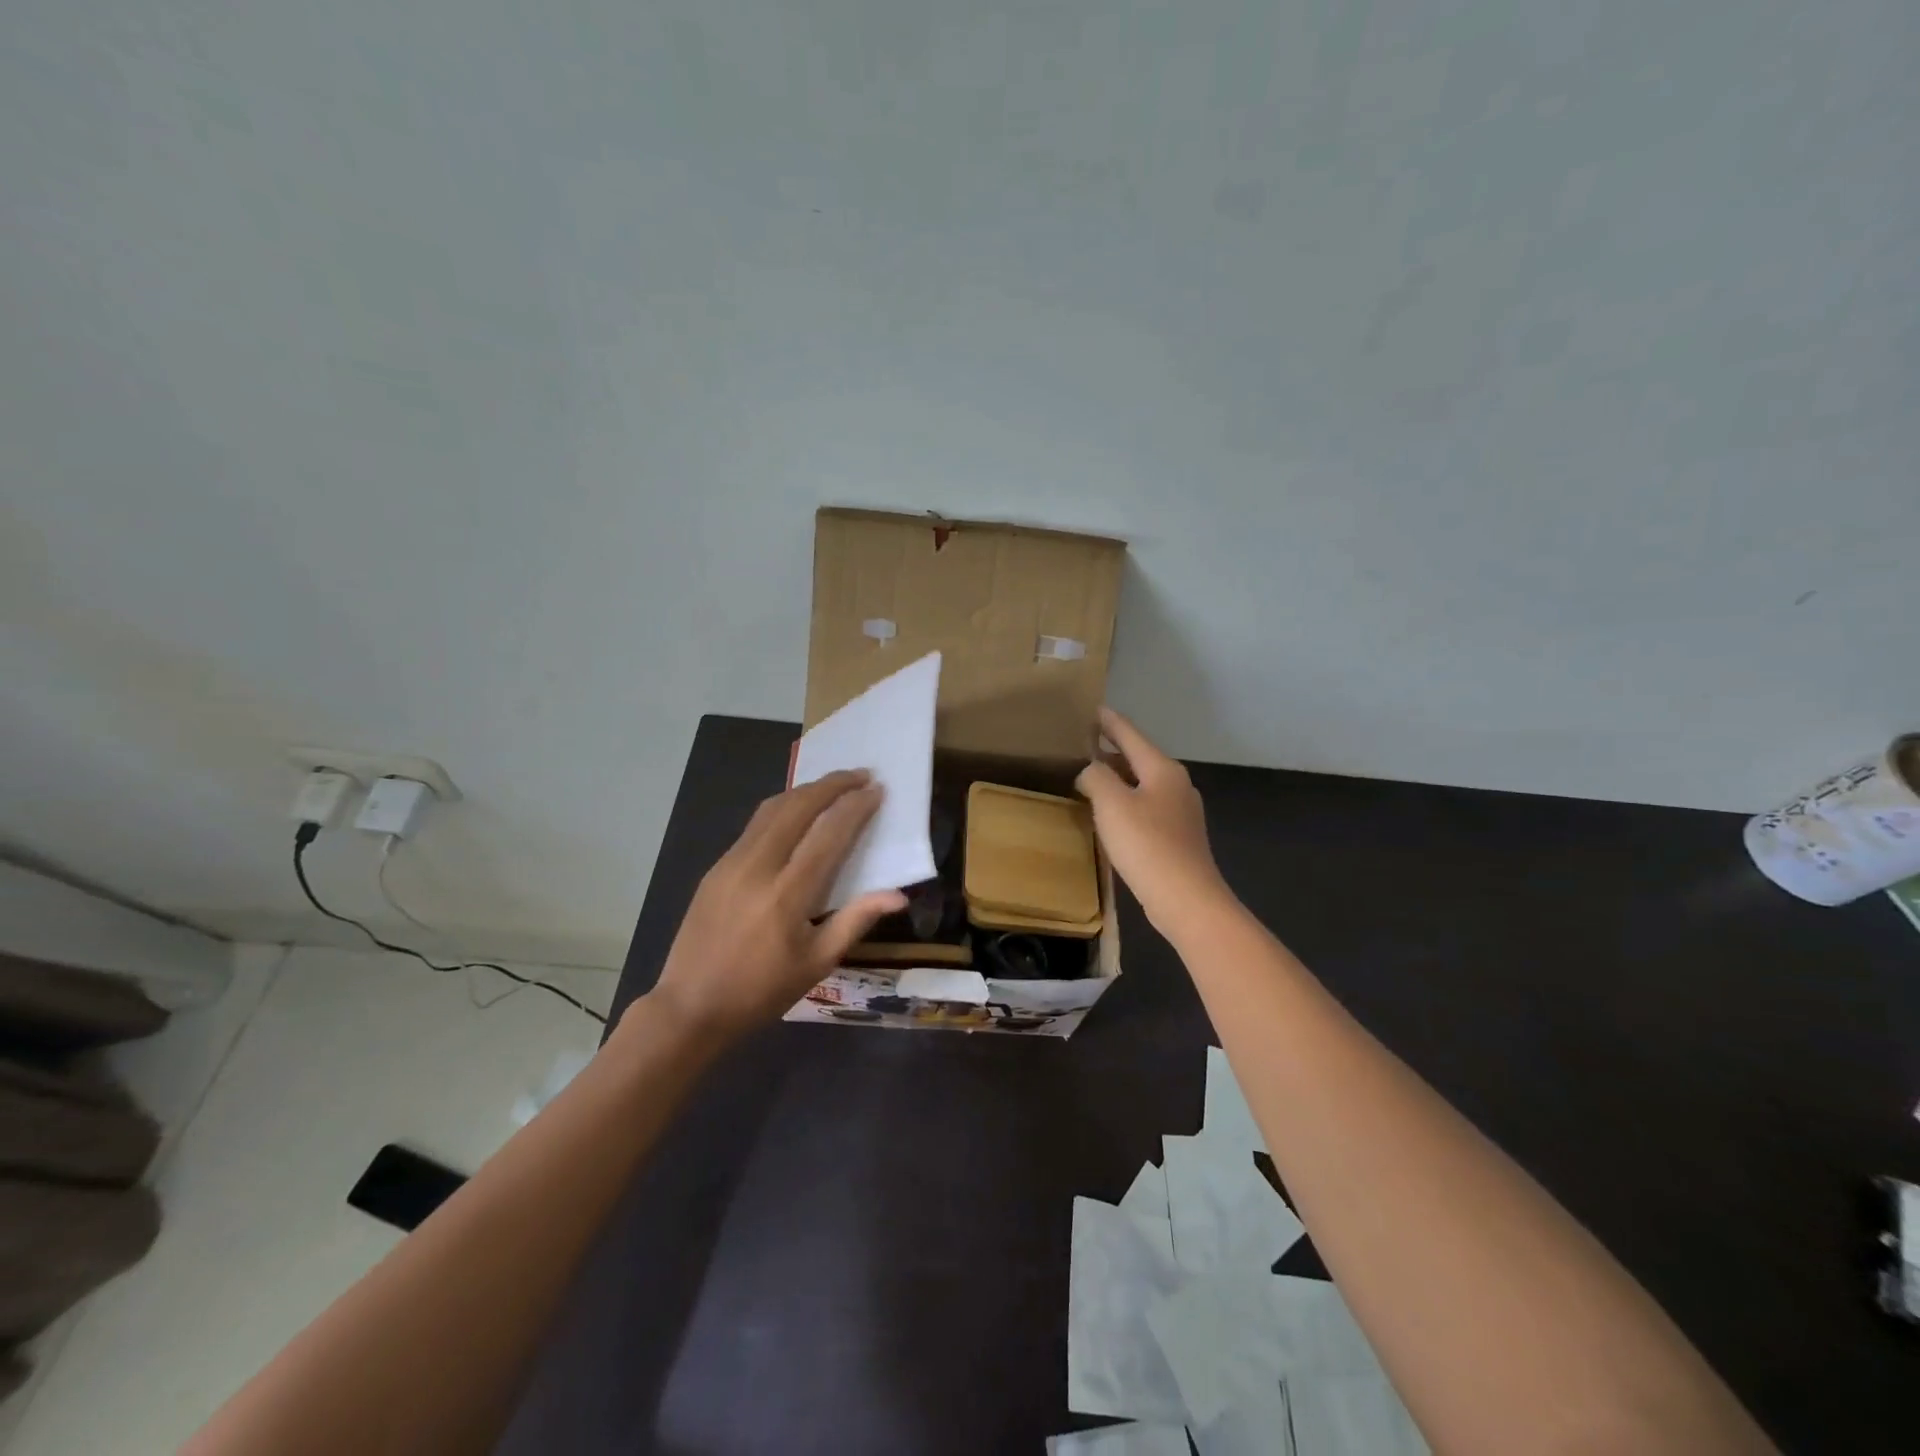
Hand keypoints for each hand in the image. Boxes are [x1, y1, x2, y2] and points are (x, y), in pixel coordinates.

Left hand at [648, 770, 906, 1043]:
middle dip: (833, 784)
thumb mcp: (817, 963)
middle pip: (798, 807)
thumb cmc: (761, 991)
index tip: (877, 790)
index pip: (828, 835)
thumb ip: (857, 920)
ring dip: (807, 790)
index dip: (855, 808)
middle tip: (861, 775)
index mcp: (787, 896)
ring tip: (835, 785)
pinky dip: (784, 807)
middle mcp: (758, 867)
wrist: (690, 1006)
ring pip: (773, 808)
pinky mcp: (717, 866)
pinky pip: (756, 824)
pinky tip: (798, 811)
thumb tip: (899, 895)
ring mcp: (731, 862)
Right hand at [1076, 707, 1230, 936]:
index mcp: (1163, 770)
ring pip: (1144, 784)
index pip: (1131, 735)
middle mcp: (1177, 785)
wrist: (1186, 899)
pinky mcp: (1179, 837)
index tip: (1094, 709)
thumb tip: (1091, 771)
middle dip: (1113, 751)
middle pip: (1140, 758)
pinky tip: (1112, 815)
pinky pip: (1147, 808)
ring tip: (1093, 778)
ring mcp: (1182, 812)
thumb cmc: (1146, 844)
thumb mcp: (1111, 804)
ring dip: (1119, 778)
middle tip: (1085, 745)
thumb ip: (1096, 777)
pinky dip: (1127, 802)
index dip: (1110, 723)